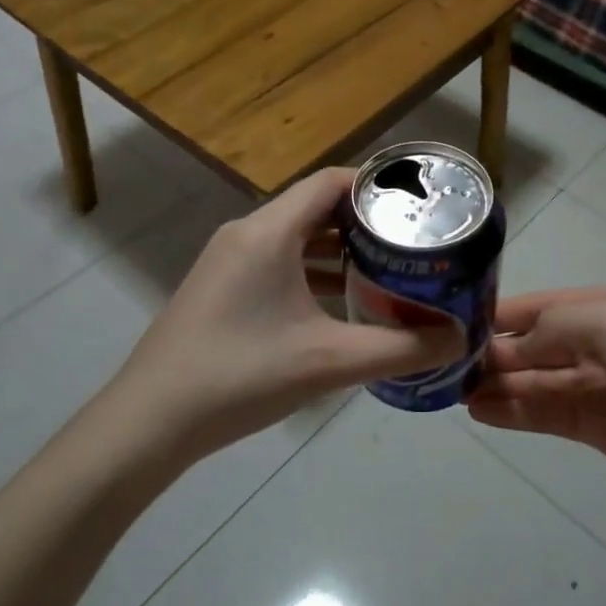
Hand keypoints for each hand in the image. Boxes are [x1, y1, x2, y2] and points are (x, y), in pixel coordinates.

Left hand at [114, 169, 464, 462]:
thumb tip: (458, 340)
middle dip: (364, 221)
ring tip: (385, 268)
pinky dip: (311, 271)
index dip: (376, 186)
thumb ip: (400, 349)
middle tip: (410, 240)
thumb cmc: (239, 377)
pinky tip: (339, 303)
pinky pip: (276, 261)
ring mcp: (227, 260)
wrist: (147, 423)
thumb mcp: (329, 362)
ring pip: (295, 236)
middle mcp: (246, 233)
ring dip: (338, 248)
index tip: (417, 206)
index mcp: (269, 231)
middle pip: (315, 206)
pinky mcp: (220, 287)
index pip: (331, 182)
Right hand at [468, 286, 605, 500]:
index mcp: (600, 307)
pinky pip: (546, 414)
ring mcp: (594, 387)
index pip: (536, 307)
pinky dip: (514, 413)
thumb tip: (507, 349)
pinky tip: (482, 414)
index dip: (498, 315)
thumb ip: (552, 329)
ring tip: (453, 393)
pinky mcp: (596, 428)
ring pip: (533, 382)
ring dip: (496, 385)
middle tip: (445, 367)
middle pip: (530, 346)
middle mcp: (593, 343)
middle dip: (492, 354)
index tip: (452, 324)